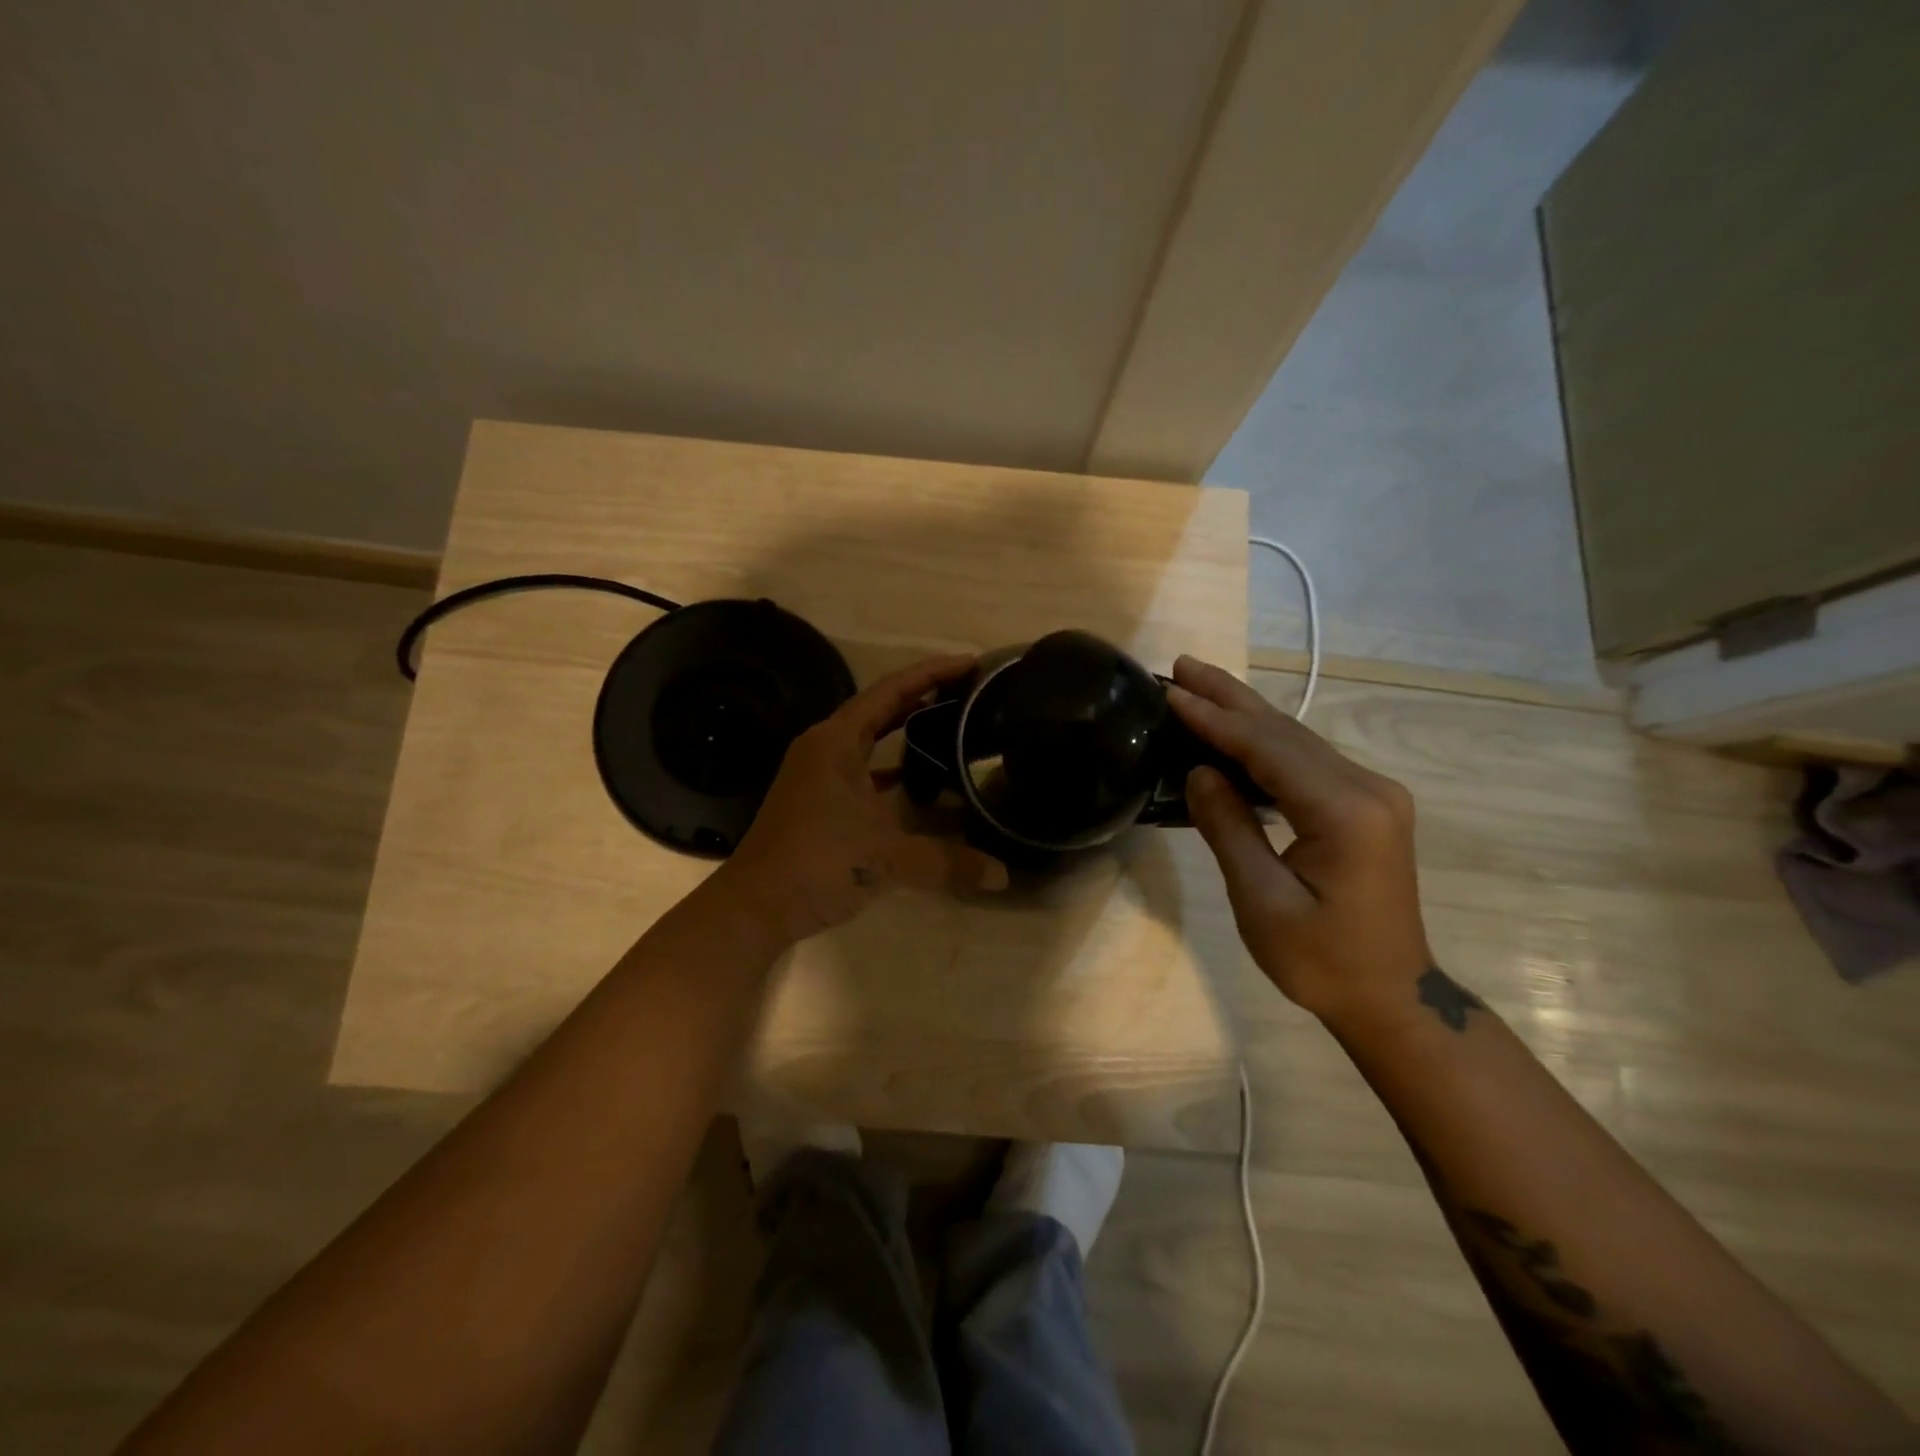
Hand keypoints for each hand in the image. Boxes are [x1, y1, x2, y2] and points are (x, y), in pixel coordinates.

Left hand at [715, 654, 1008, 946]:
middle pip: (881, 708)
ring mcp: (819, 775)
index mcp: (835, 741)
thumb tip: (1003, 875)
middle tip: (969, 690)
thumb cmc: (817, 864)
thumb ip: (948, 862)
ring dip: (907, 730)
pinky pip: (864, 770)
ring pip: (870, 740)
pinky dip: (892, 769)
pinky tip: (919, 780)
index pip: (891, 691)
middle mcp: (825, 748)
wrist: (756, 907)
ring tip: (952, 724)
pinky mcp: (819, 801)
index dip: (932, 673)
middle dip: (924, 695)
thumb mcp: (888, 858)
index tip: (971, 663)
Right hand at [1168, 655, 1430, 1024]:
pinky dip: (1265, 740)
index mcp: (1345, 812)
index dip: (1215, 719)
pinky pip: (1307, 759)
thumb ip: (1229, 828)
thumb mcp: (1262, 901)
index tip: (1171, 691)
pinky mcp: (1367, 804)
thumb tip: (1199, 770)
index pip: (1268, 749)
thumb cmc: (1320, 960)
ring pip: (1297, 739)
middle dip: (1229, 697)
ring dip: (1245, 712)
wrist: (1390, 997)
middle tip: (1181, 665)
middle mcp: (1367, 789)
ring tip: (1199, 684)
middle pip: (1286, 731)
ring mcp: (1372, 794)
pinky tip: (1236, 728)